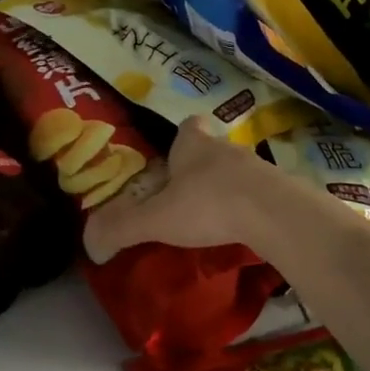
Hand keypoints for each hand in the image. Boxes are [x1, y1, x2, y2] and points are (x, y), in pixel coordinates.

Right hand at [84, 117, 280, 261]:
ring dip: (224, 189)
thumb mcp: (156, 219)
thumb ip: (122, 228)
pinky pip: (257, 194)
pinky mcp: (279, 191)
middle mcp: (225, 148)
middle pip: (210, 149)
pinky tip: (239, 230)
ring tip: (211, 218)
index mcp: (192, 144)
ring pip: (235, 171)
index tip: (174, 156)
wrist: (274, 214)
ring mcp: (256, 168)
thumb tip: (90, 244)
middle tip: (185, 195)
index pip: (188, 126)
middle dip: (198, 167)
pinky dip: (247, 208)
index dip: (181, 137)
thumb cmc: (208, 204)